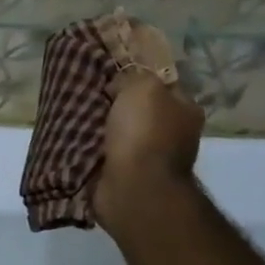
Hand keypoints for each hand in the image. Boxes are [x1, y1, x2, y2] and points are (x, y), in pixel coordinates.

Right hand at [92, 70, 205, 234]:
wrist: (135, 187)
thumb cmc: (145, 132)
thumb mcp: (143, 87)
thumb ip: (134, 77)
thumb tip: (118, 86)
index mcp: (186, 111)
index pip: (162, 85)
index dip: (137, 78)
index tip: (110, 76)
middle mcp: (175, 134)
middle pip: (140, 110)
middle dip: (116, 104)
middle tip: (91, 95)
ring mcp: (152, 158)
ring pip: (122, 132)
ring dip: (103, 127)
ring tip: (78, 115)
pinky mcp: (130, 176)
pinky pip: (108, 153)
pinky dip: (95, 148)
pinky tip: (78, 138)